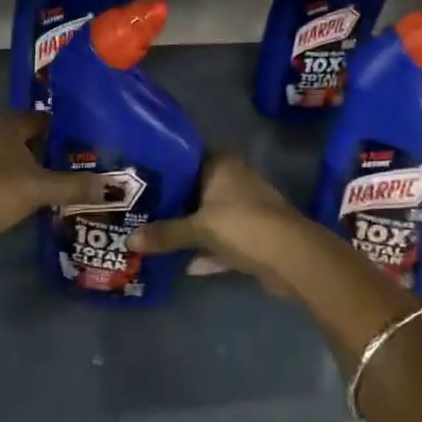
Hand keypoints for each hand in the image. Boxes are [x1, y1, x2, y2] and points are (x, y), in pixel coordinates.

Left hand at [0, 111, 106, 245]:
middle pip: (21, 133)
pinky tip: (9, 193)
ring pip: (1, 149)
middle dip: (41, 149)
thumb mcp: (40, 190)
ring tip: (40, 183)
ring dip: (19, 162)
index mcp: (6, 121)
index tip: (80, 150)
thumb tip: (111, 185)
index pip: (42, 119)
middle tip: (64, 169)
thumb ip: (74, 185)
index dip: (63, 134)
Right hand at [131, 154, 346, 299]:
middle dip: (174, 202)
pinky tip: (184, 264)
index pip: (187, 157)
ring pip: (211, 216)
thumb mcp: (198, 229)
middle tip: (141, 209)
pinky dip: (208, 250)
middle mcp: (236, 180)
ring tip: (157, 236)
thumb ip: (165, 234)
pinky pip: (223, 240)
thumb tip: (128, 241)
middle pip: (197, 188)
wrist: (293, 258)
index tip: (140, 178)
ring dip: (191, 228)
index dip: (165, 167)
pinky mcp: (254, 235)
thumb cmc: (243, 226)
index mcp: (223, 165)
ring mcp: (247, 208)